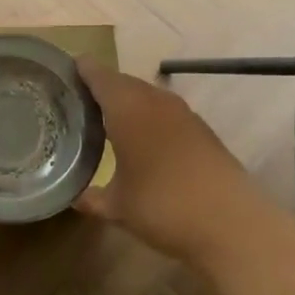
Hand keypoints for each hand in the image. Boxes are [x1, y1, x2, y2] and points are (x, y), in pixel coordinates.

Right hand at [74, 59, 270, 265]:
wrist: (233, 224)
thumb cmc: (163, 206)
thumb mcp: (118, 207)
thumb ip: (92, 198)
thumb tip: (75, 198)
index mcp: (127, 107)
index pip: (97, 74)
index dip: (79, 70)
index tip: (61, 73)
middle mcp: (154, 100)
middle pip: (122, 82)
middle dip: (100, 88)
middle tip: (77, 101)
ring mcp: (183, 114)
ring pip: (146, 96)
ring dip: (127, 103)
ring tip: (105, 120)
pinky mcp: (202, 131)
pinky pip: (165, 113)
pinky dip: (148, 119)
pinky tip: (141, 141)